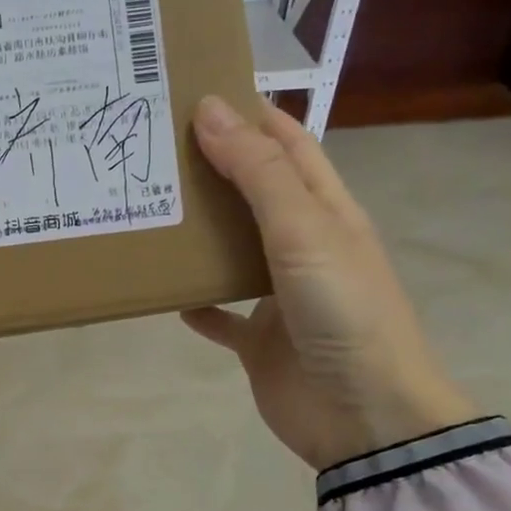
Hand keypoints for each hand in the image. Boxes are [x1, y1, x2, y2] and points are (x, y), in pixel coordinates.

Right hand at [181, 95, 477, 470]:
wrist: (364, 417)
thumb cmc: (343, 311)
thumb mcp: (304, 231)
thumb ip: (257, 173)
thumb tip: (210, 109)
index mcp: (326, 211)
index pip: (288, 144)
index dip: (249, 113)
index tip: (193, 93)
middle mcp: (303, 246)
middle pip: (253, 194)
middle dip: (211, 168)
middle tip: (151, 150)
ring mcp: (280, 295)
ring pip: (231, 252)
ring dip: (197, 234)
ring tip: (146, 209)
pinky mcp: (259, 340)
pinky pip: (220, 314)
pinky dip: (195, 303)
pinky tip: (161, 293)